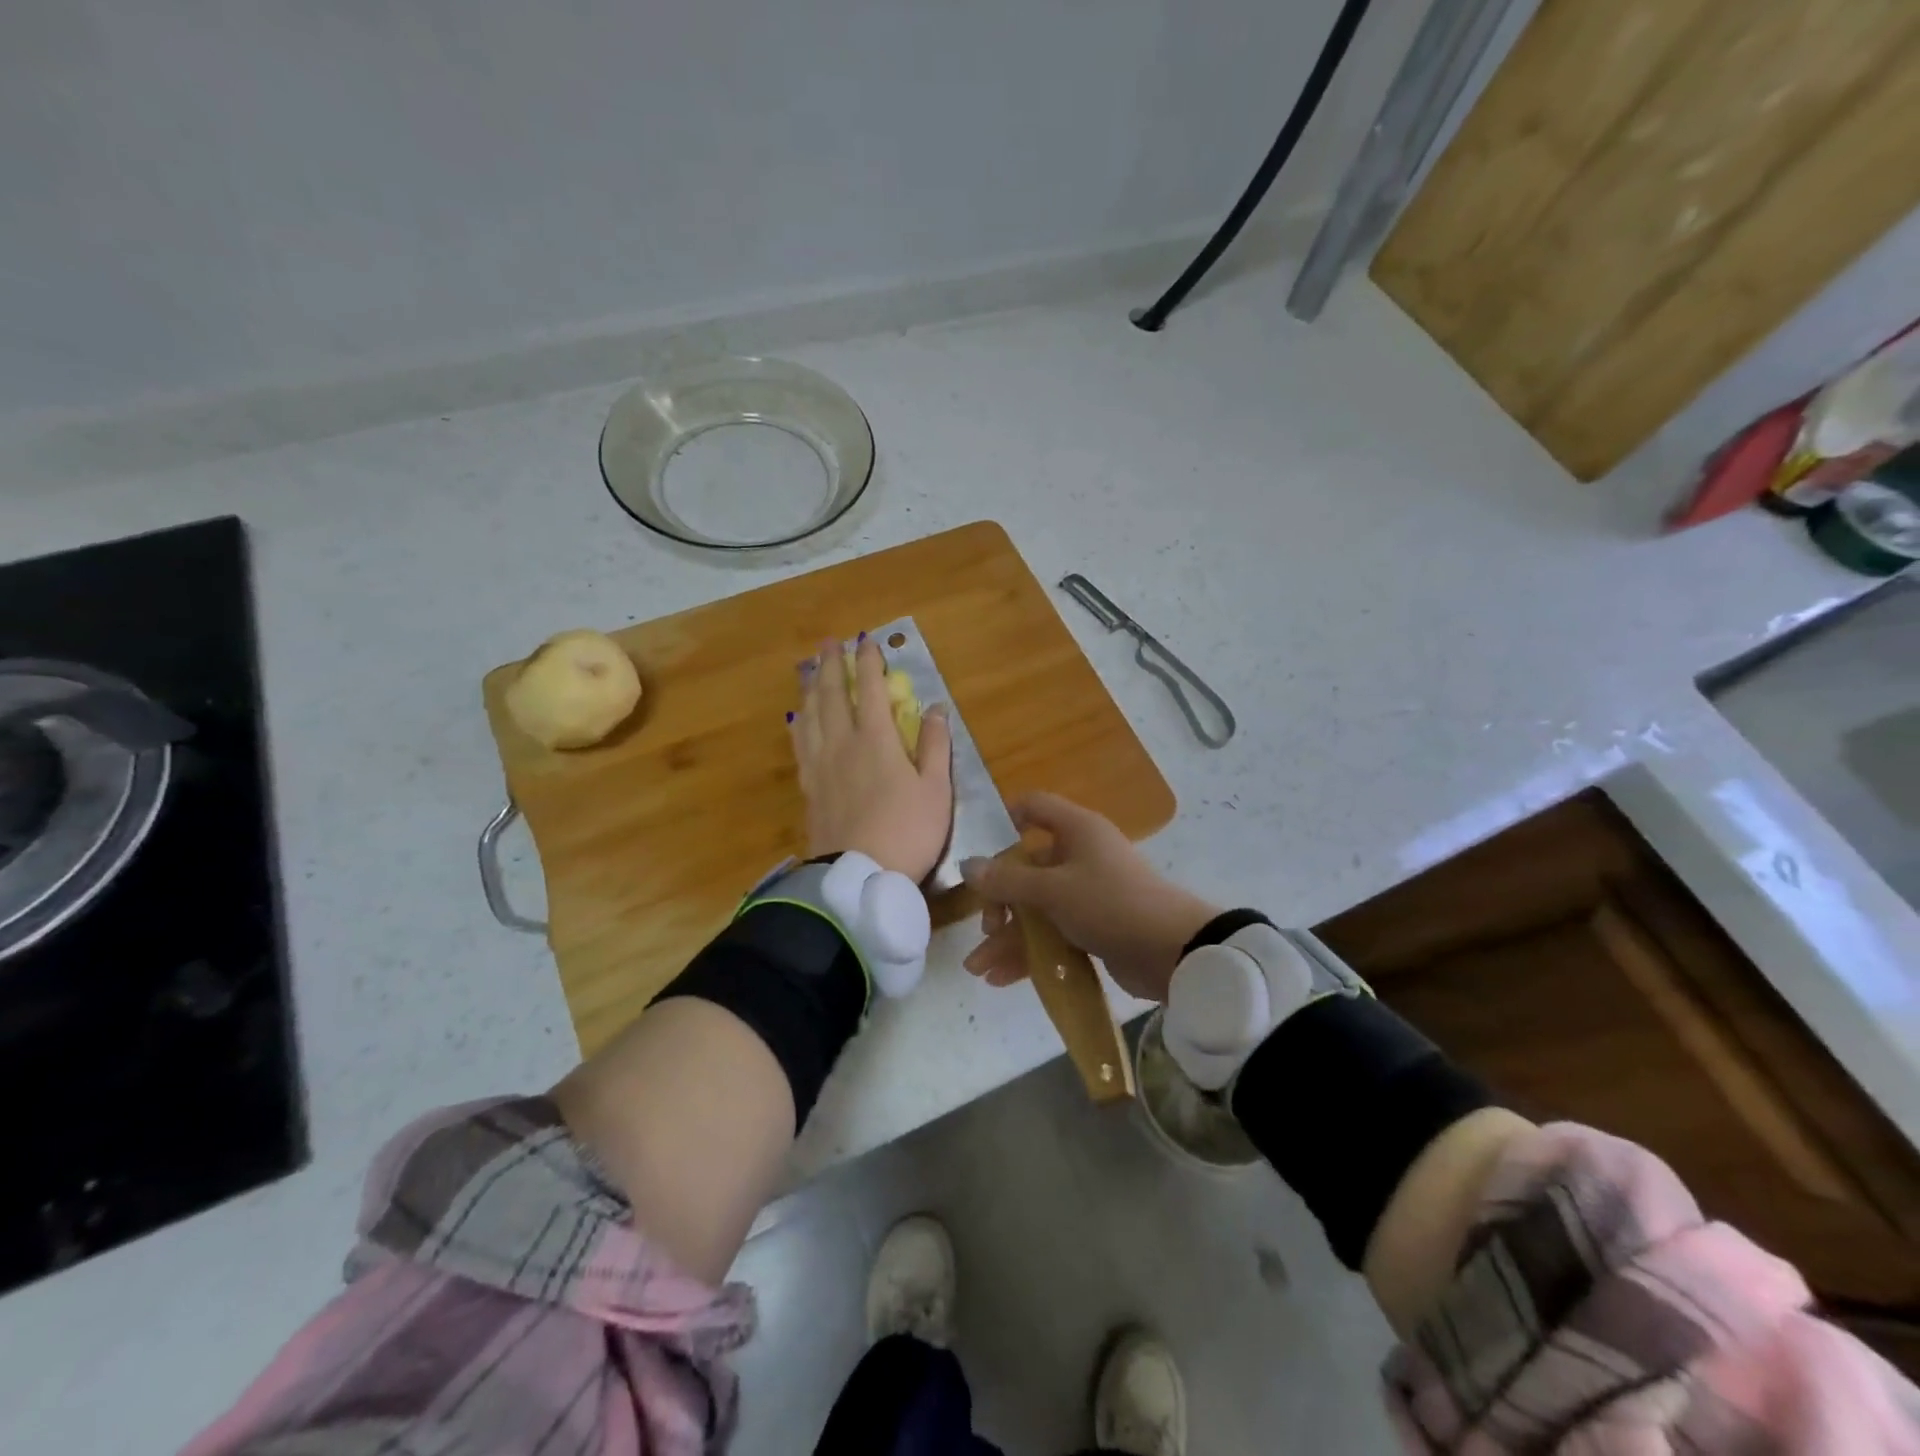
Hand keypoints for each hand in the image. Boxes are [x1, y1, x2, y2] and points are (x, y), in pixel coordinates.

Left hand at [790, 637, 953, 881]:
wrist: (858, 876)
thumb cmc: (908, 831)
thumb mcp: (935, 790)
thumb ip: (934, 745)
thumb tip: (936, 707)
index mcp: (876, 739)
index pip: (870, 689)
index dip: (868, 661)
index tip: (866, 639)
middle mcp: (842, 743)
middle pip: (833, 695)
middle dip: (832, 665)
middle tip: (828, 642)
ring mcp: (820, 765)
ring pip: (810, 715)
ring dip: (811, 688)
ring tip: (809, 671)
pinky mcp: (809, 787)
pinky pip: (800, 744)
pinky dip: (800, 723)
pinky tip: (798, 720)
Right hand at [960, 793, 1219, 1002]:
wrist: (1174, 951)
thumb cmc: (1110, 904)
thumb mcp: (1053, 890)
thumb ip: (1007, 880)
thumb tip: (967, 865)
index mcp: (1075, 830)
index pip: (1034, 807)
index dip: (1005, 819)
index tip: (979, 848)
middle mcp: (1080, 855)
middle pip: (1027, 867)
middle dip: (1000, 900)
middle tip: (987, 927)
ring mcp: (1088, 893)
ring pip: (1038, 907)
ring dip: (1009, 936)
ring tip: (979, 968)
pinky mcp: (1095, 926)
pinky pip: (1053, 933)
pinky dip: (1030, 952)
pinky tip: (1002, 978)